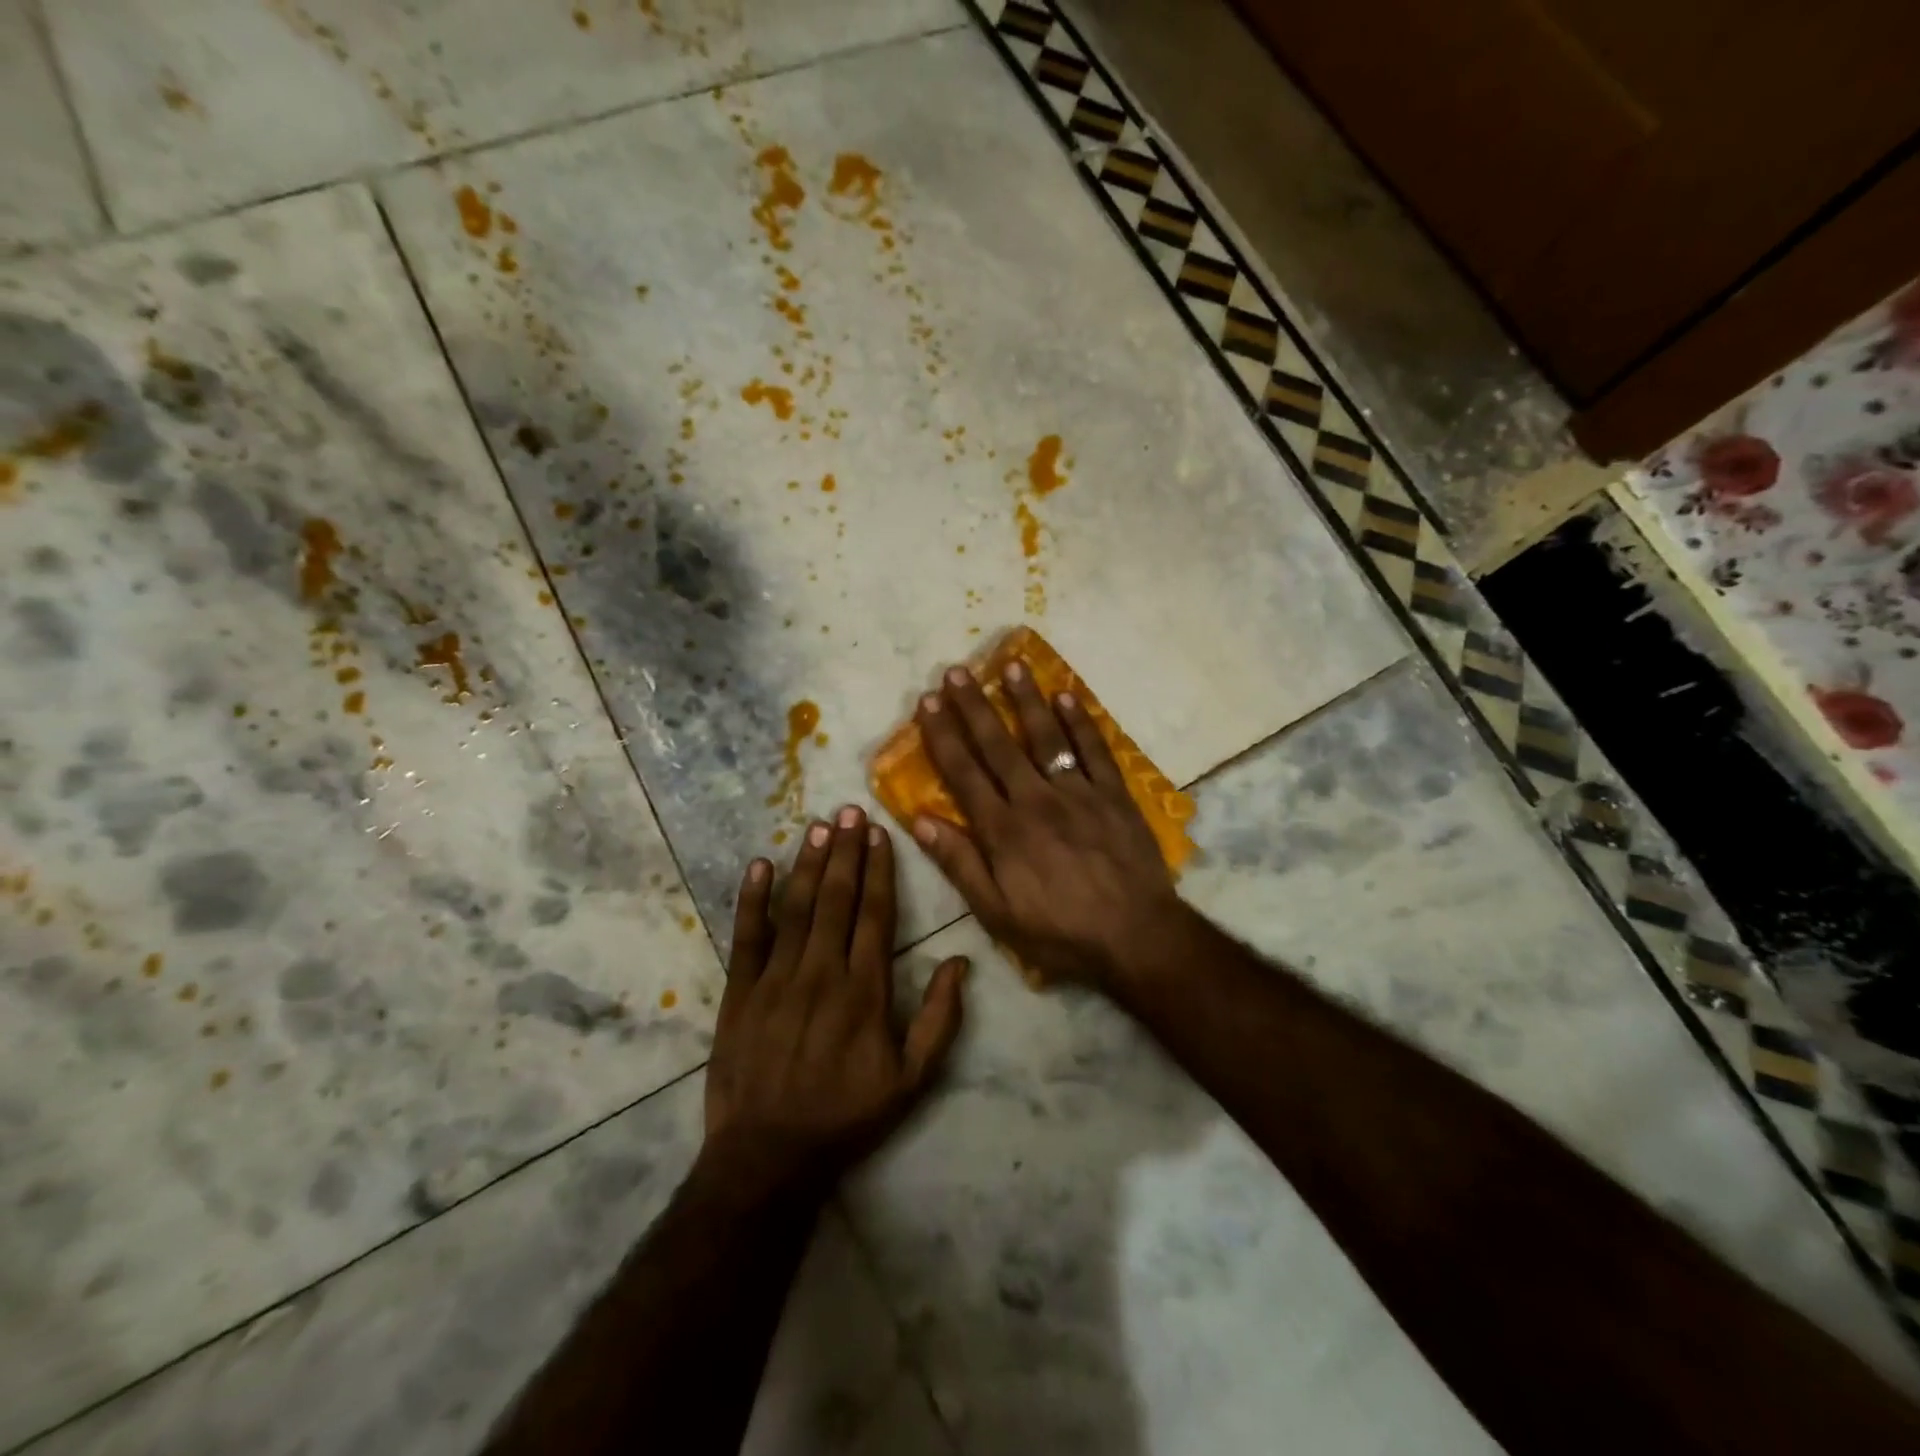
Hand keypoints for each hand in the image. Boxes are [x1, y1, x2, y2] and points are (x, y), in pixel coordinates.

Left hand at [703, 806, 969, 1194]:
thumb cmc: (846, 1116)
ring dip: (808, 864)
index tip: (880, 833)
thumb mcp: (911, 1080)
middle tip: (850, 810)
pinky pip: (746, 938)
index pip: (875, 915)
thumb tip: (961, 963)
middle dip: (845, 851)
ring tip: (818, 825)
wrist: (769, 1156)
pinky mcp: (740, 993)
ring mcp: (776, 980)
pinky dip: (752, 900)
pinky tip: (759, 865)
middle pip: (836, 900)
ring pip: (796, 908)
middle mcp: (822, 973)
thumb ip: (939, 1020)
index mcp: (864, 990)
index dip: (879, 870)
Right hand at [910, 663, 1184, 988]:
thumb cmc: (1060, 932)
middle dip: (974, 707)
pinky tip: (1066, 696)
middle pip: (999, 746)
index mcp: (1003, 829)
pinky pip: (1095, 751)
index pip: (964, 772)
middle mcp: (1036, 800)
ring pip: (1046, 737)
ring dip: (1026, 700)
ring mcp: (1079, 793)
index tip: (928, 702)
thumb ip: (960, 864)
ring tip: (1010, 665)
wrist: (1136, 937)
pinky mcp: (1115, 795)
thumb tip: (920, 821)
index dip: (943, 735)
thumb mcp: (997, 913)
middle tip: (956, 671)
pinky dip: (1081, 722)